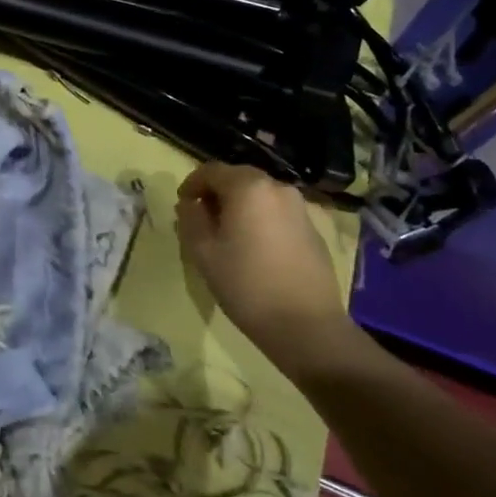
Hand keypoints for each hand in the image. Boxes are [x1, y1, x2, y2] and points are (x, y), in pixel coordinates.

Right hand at [175, 162, 353, 377]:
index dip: (191, 184)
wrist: (306, 326)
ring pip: (259, 196)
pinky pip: (277, 213)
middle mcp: (277, 188)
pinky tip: (255, 249)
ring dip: (239, 206)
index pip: (211, 171)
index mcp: (248, 187)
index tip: (182, 205)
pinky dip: (260, 220)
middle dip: (216, 194)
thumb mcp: (203, 252)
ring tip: (228, 235)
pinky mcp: (313, 229)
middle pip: (238, 178)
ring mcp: (300, 208)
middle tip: (202, 219)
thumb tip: (190, 204)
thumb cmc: (246, 284)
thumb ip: (191, 218)